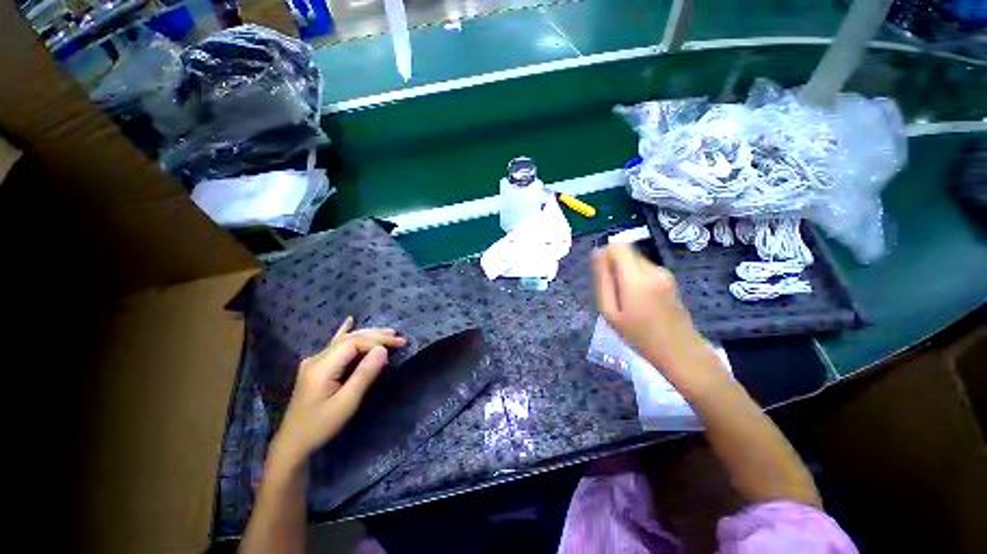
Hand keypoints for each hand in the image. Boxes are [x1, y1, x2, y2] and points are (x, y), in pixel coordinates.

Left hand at [267, 316, 406, 472]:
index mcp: (322, 366)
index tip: (399, 345)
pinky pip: (335, 345)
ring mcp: (315, 362)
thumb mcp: (346, 402)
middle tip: (399, 338)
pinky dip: (345, 332)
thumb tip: (383, 350)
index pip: (355, 343)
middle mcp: (317, 358)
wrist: (293, 445)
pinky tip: (349, 321)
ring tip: (389, 334)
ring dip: (368, 335)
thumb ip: (364, 374)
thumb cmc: (321, 426)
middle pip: (350, 338)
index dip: (378, 341)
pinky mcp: (316, 368)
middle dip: (376, 336)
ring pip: (344, 340)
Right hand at [592, 243, 714, 377]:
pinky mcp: (670, 278)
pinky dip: (636, 278)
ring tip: (627, 300)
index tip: (602, 276)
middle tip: (613, 293)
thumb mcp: (610, 312)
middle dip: (614, 266)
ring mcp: (664, 273)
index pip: (617, 246)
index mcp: (636, 278)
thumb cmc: (639, 336)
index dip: (605, 256)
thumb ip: (603, 280)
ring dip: (625, 273)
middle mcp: (653, 269)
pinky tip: (640, 301)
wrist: (680, 351)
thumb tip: (597, 254)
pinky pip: (645, 269)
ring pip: (635, 260)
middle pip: (626, 252)